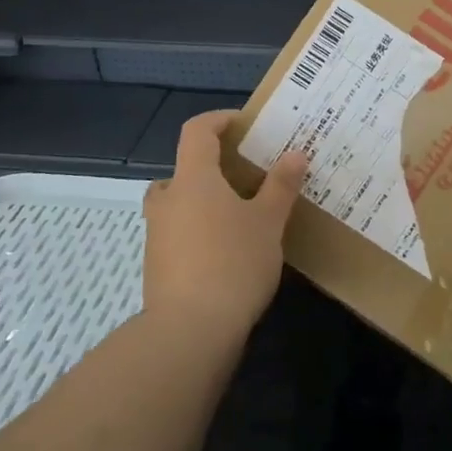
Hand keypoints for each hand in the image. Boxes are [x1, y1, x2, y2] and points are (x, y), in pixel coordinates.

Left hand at [142, 110, 307, 333]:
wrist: (190, 330)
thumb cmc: (233, 263)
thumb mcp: (267, 222)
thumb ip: (280, 185)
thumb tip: (295, 153)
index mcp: (193, 179)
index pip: (196, 131)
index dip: (218, 120)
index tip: (244, 123)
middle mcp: (168, 200)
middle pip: (184, 168)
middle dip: (211, 167)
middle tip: (244, 177)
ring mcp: (157, 234)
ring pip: (178, 203)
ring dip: (203, 201)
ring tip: (238, 216)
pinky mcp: (156, 265)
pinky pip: (178, 232)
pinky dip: (198, 230)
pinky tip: (226, 252)